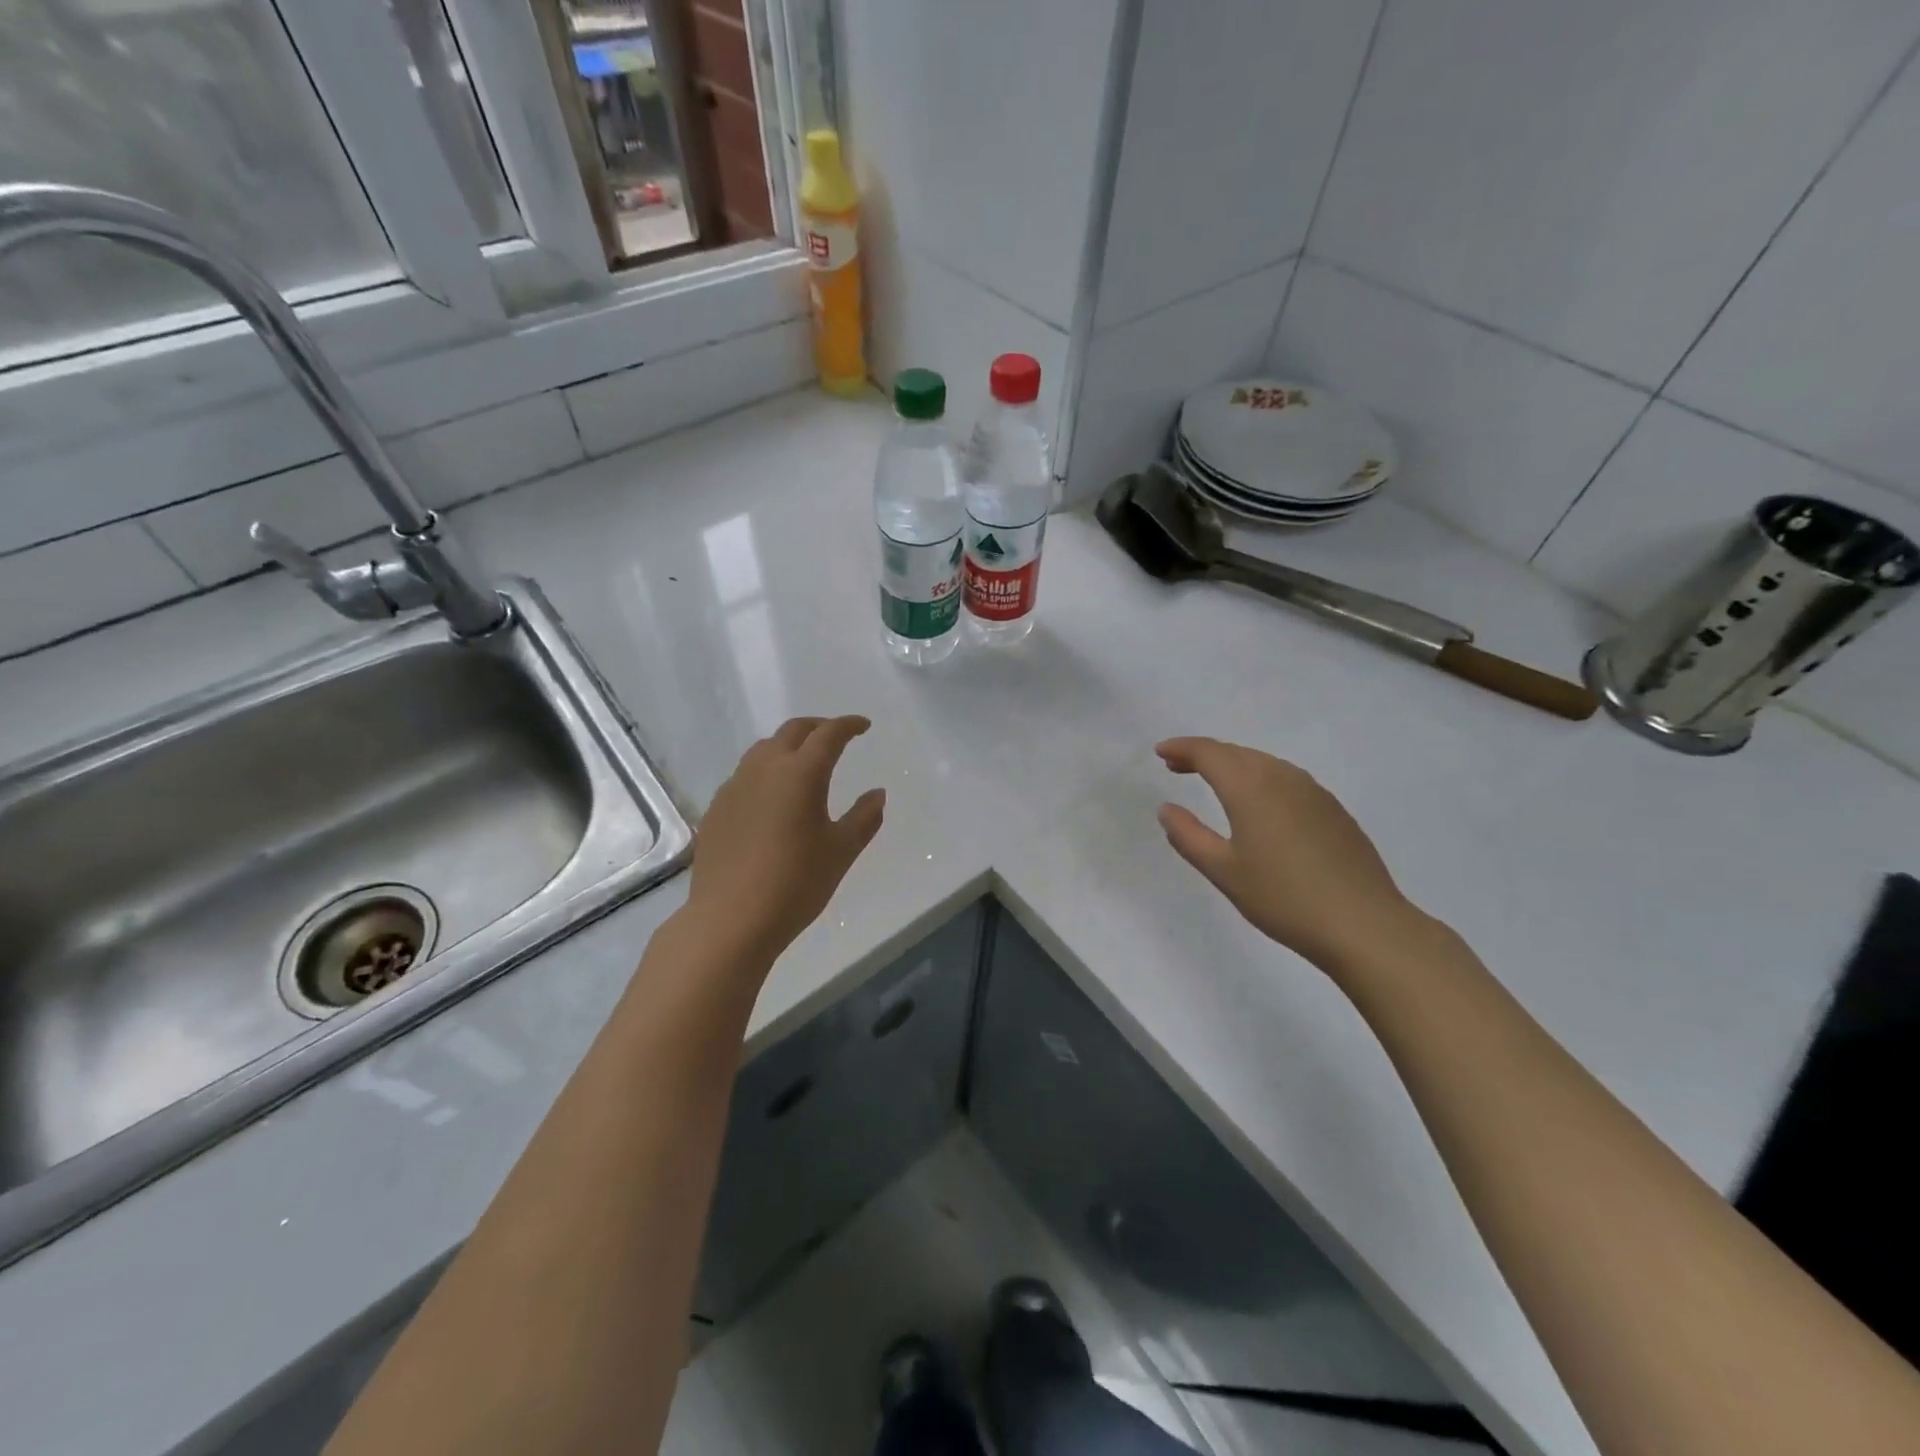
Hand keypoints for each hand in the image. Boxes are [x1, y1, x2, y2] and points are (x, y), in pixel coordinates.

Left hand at [687, 716, 885, 961]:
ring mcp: (734, 787)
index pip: (828, 734)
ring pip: (763, 750)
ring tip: (803, 763)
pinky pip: (744, 775)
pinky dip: (765, 772)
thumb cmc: (796, 883)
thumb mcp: (841, 851)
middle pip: (792, 731)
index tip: (863, 726)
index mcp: (801, 773)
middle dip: (818, 727)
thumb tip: (877, 794)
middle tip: (836, 736)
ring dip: (788, 746)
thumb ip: (864, 818)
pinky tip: (772, 798)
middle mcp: (764, 769)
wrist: (730, 919)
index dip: (848, 725)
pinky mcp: (716, 809)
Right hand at [1155, 737, 1416, 972]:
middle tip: (1177, 767)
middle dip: (1204, 755)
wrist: (1364, 925)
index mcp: (1250, 787)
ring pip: (1264, 763)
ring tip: (1213, 782)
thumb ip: (1188, 836)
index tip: (1161, 752)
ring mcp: (1314, 792)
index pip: (1209, 753)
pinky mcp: (1333, 810)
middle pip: (1236, 753)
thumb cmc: (1283, 898)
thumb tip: (1167, 809)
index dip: (1182, 748)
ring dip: (1234, 765)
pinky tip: (1259, 804)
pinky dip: (1261, 779)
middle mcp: (1282, 778)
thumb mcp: (1223, 872)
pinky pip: (1287, 779)